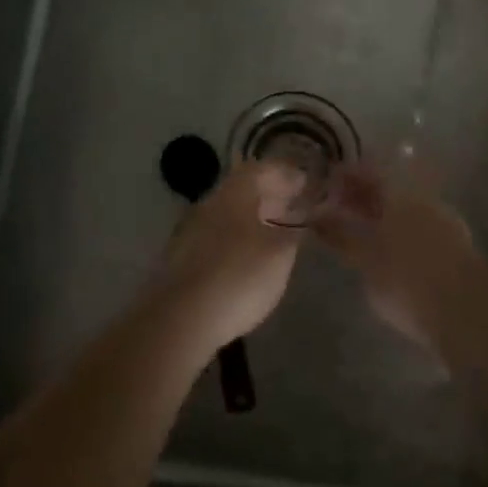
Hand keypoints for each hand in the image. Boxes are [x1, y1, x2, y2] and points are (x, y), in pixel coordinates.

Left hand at [153, 162, 305, 351]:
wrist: (181, 317)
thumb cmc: (238, 277)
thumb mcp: (279, 254)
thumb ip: (294, 232)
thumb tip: (302, 219)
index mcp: (234, 193)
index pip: (262, 169)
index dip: (286, 173)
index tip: (306, 181)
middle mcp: (210, 203)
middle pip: (243, 189)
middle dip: (271, 194)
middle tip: (296, 205)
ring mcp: (192, 229)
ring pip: (230, 213)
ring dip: (255, 216)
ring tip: (278, 230)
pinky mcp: (184, 257)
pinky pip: (219, 234)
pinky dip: (239, 237)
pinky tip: (250, 255)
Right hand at [314, 162, 487, 360]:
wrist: (467, 317)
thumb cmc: (406, 282)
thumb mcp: (364, 259)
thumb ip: (339, 233)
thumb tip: (315, 214)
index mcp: (400, 193)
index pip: (367, 170)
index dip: (345, 175)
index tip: (325, 184)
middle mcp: (423, 198)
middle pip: (387, 187)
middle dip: (361, 194)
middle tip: (336, 206)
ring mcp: (444, 220)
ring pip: (404, 207)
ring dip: (380, 213)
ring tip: (358, 228)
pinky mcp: (456, 245)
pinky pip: (419, 225)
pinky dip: (399, 229)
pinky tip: (388, 247)